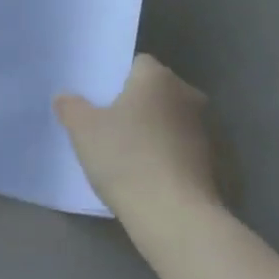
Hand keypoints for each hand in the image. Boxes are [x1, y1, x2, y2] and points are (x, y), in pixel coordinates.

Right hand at [55, 55, 226, 239]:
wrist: (174, 214)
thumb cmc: (126, 158)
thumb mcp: (83, 130)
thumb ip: (71, 107)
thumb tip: (65, 97)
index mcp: (157, 77)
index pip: (137, 64)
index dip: (117, 79)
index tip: (100, 101)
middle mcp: (187, 94)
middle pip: (156, 91)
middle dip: (137, 104)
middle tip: (110, 126)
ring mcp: (205, 128)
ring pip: (171, 120)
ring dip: (154, 131)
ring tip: (128, 154)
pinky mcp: (213, 161)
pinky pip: (181, 148)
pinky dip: (167, 155)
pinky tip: (148, 176)